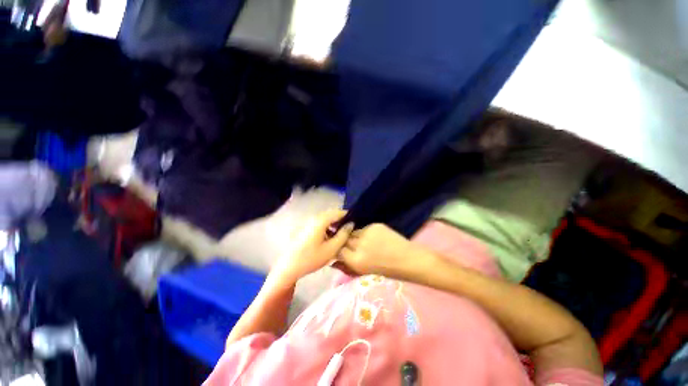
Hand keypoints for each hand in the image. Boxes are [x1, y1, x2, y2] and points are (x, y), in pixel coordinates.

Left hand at [270, 210, 352, 285]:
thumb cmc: (311, 258)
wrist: (289, 267)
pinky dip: (327, 227)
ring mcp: (308, 223)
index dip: (347, 215)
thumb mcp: (331, 249)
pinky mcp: (305, 228)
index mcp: (320, 221)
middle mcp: (314, 218)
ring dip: (334, 223)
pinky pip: (319, 223)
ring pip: (325, 219)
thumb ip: (343, 235)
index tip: (356, 221)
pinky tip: (330, 236)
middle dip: (341, 219)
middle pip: (331, 214)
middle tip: (350, 228)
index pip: (337, 212)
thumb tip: (351, 224)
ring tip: (341, 233)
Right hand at [338, 223, 424, 278]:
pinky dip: (365, 232)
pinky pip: (364, 228)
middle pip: (344, 239)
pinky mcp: (375, 225)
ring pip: (353, 232)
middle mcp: (359, 245)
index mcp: (355, 261)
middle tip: (352, 245)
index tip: (341, 249)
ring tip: (363, 241)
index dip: (339, 249)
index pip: (337, 250)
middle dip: (345, 241)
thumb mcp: (363, 273)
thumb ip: (346, 267)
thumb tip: (332, 263)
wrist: (408, 259)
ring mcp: (367, 233)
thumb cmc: (387, 271)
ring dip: (354, 236)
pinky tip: (373, 237)